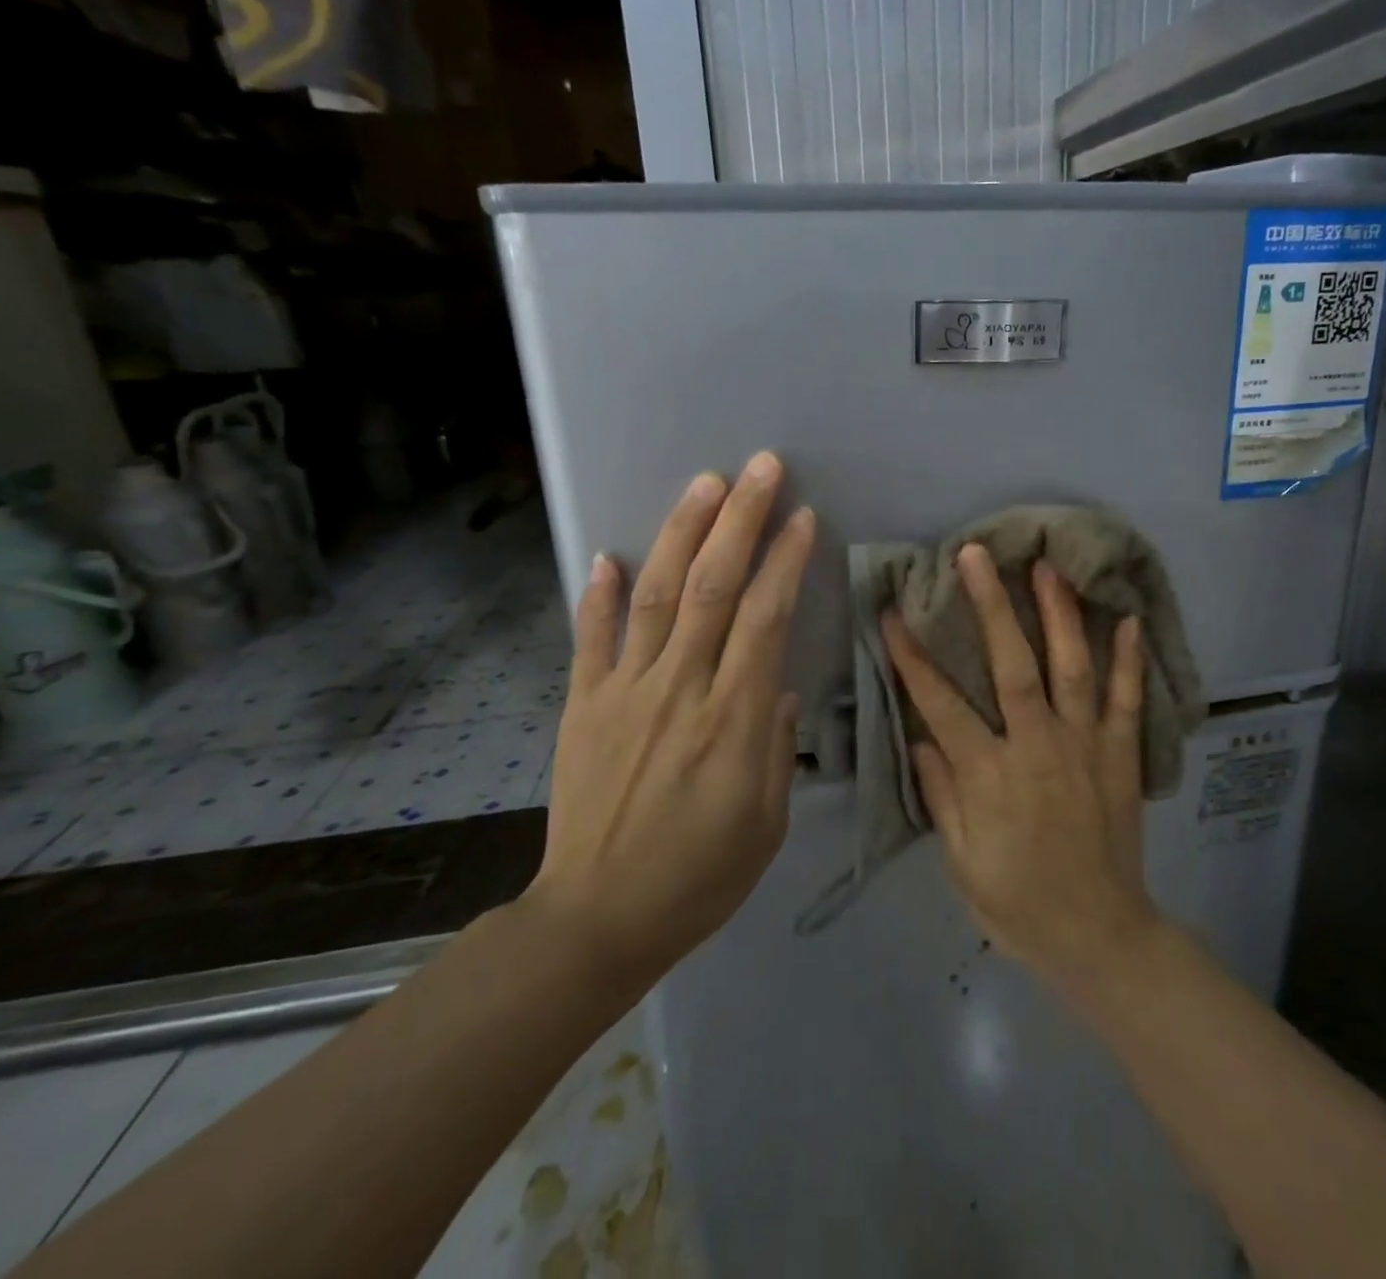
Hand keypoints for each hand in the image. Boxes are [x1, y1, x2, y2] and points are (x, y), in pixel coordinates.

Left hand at [524, 451, 814, 971]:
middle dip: (740, 520)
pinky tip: (609, 552)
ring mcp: (624, 693)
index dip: (784, 561)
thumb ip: (777, 747)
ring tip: (704, 483)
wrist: (598, 919)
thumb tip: (780, 687)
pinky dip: (598, 594)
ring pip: (658, 596)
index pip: (765, 619)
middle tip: (761, 467)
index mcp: (733, 721)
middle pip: (714, 588)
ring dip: (683, 534)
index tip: (802, 517)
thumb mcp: (767, 823)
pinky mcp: (583, 706)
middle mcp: (680, 690)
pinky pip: (591, 639)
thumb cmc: (700, 877)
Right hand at [882, 546, 1160, 984]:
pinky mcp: (1122, 757)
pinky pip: (1129, 702)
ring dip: (1059, 614)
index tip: (893, 613)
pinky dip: (1129, 660)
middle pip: (1012, 666)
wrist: (1099, 936)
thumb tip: (921, 737)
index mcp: (990, 775)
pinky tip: (1127, 619)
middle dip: (990, 606)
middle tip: (975, 555)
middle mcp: (1038, 748)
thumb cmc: (1018, 903)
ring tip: (1047, 566)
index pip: (941, 704)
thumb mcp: (960, 861)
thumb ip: (942, 794)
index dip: (913, 657)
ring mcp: (1086, 747)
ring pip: (1072, 669)